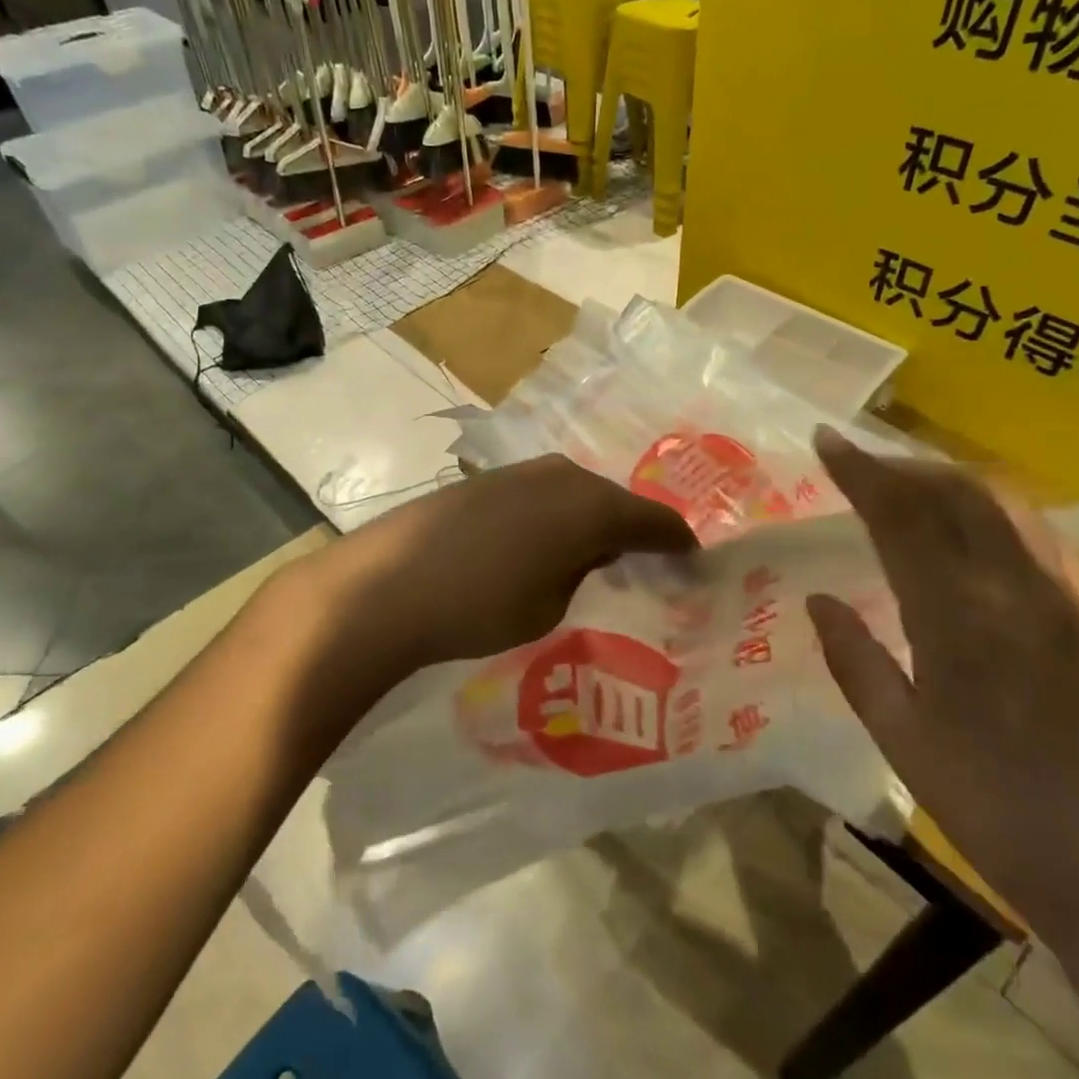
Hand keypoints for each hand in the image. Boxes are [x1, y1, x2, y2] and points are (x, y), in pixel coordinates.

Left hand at [281, 455, 697, 707]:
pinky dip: (556, 517)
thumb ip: (584, 573)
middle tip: (646, 567)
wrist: (385, 585)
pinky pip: (543, 496)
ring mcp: (521, 472)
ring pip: (577, 495)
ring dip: (591, 522)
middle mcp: (563, 475)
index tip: (694, 566)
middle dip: (634, 532)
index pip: (655, 521)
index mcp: (592, 506)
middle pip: (615, 502)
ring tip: (594, 557)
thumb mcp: (550, 605)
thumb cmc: (480, 606)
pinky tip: (541, 545)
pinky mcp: (487, 480)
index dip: (679, 545)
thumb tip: (589, 556)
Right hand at [807, 427, 1078, 936]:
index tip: (826, 441)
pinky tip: (973, 523)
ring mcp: (1064, 599)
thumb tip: (818, 597)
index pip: (901, 520)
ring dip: (949, 479)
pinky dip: (993, 507)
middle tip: (860, 462)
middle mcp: (1016, 592)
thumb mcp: (901, 743)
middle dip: (903, 465)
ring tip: (907, 483)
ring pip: (1004, 505)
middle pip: (958, 494)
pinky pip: (1038, 533)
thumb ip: (854, 661)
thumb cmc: (993, 809)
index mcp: (959, 622)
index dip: (861, 474)